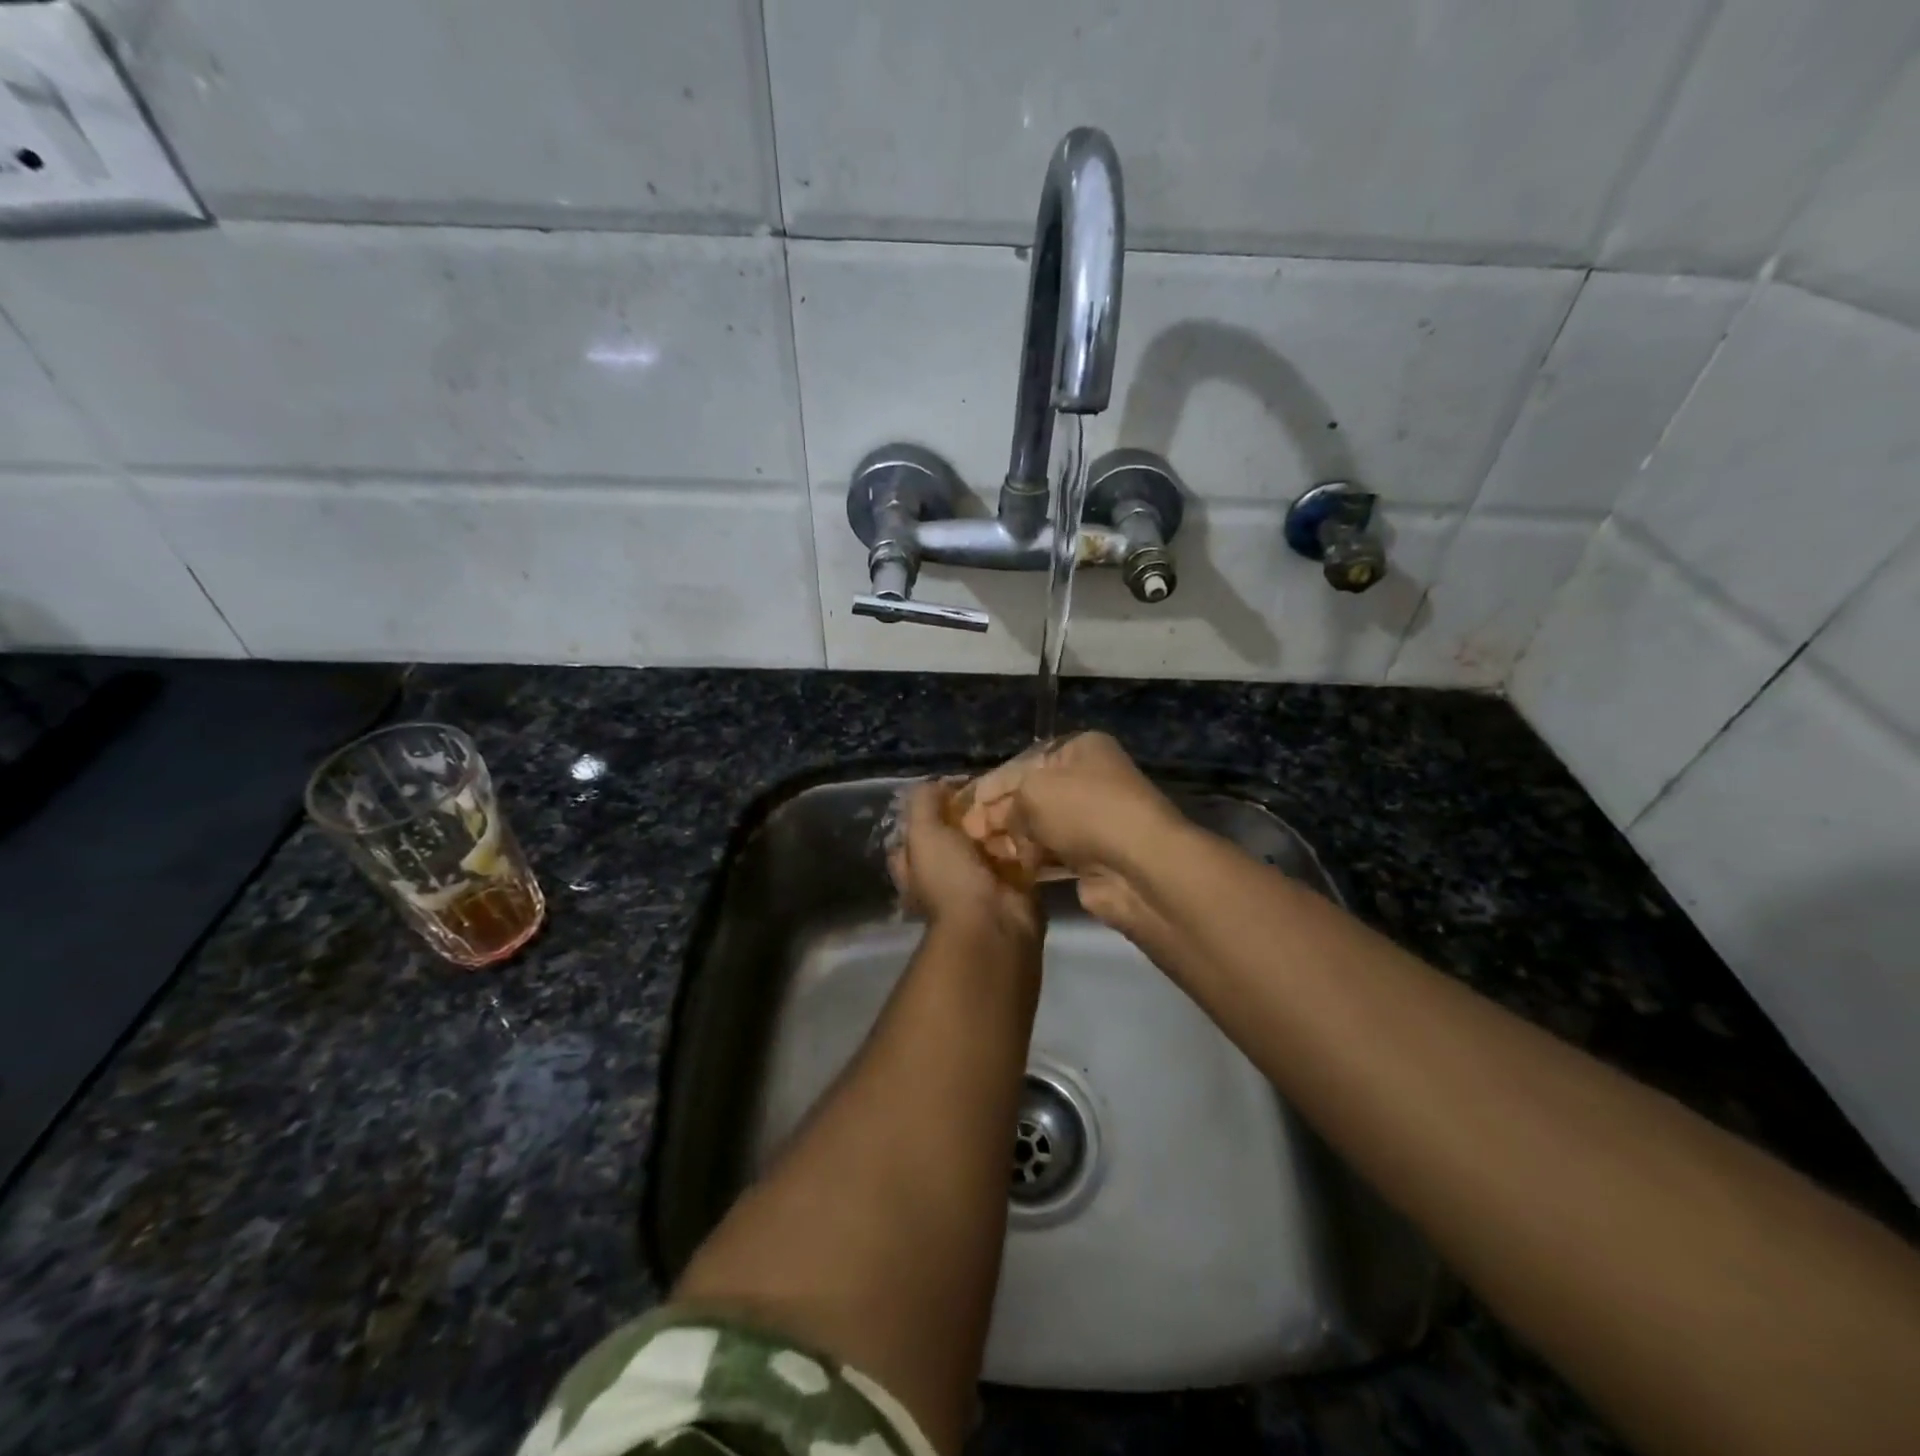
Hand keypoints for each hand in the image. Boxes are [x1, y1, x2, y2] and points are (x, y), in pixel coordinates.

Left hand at [889, 780, 1041, 944]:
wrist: (993, 924)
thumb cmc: (949, 878)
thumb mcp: (923, 833)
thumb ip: (924, 803)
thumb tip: (939, 783)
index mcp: (917, 867)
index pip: (916, 832)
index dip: (929, 809)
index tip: (951, 787)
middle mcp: (946, 875)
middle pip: (957, 835)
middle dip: (972, 814)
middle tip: (991, 785)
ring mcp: (981, 882)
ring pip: (991, 843)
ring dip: (1003, 823)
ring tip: (1017, 793)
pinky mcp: (1015, 886)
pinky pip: (1021, 855)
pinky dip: (1028, 839)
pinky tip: (1036, 815)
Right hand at [956, 733, 1182, 934]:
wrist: (1138, 865)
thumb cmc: (1084, 810)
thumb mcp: (1033, 791)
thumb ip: (1007, 804)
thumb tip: (997, 823)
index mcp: (1080, 749)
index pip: (1026, 762)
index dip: (993, 783)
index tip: (965, 805)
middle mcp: (1089, 780)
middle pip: (1032, 795)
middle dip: (999, 813)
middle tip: (968, 833)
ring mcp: (1093, 820)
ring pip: (1040, 826)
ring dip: (1012, 838)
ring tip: (982, 852)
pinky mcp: (1093, 857)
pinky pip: (1052, 853)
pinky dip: (1031, 858)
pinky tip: (1008, 867)